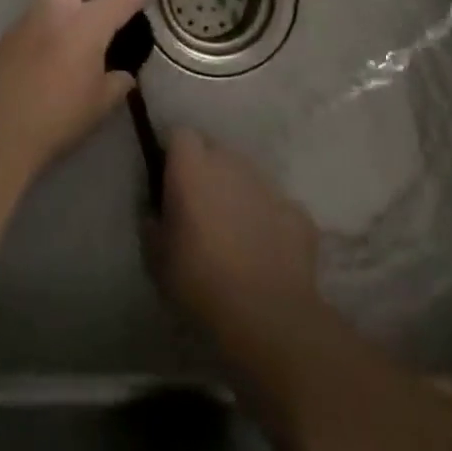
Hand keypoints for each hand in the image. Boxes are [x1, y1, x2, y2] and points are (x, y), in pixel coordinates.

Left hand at [0, 0, 144, 190]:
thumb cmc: (56, 118)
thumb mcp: (99, 105)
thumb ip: (117, 84)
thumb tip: (122, 75)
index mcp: (85, 23)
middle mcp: (53, 11)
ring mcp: (23, 22)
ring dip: (65, 0)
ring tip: (78, 32)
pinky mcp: (2, 40)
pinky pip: (31, 20)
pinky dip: (47, 25)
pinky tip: (50, 57)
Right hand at [147, 128, 320, 343]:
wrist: (266, 314)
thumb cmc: (199, 281)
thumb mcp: (156, 258)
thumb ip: (153, 224)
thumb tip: (156, 213)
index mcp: (193, 167)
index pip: (181, 135)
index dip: (175, 155)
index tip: (170, 183)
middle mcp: (232, 163)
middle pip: (216, 150)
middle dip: (208, 171)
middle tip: (200, 210)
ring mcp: (269, 184)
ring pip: (247, 175)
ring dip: (238, 193)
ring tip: (233, 234)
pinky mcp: (298, 211)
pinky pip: (276, 206)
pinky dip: (269, 220)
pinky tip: (265, 252)